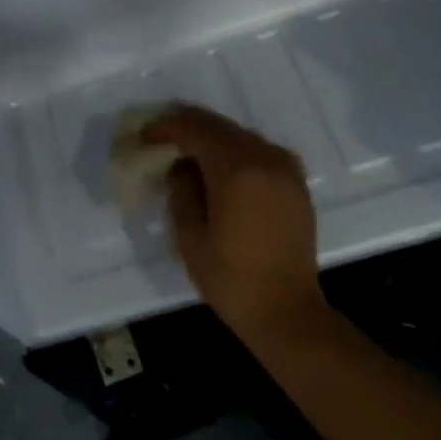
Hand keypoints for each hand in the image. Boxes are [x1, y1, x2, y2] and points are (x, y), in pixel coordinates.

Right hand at [144, 106, 326, 344]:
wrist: (287, 313)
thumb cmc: (231, 279)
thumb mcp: (190, 236)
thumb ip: (181, 190)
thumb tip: (180, 165)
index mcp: (236, 171)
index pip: (195, 130)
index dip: (166, 128)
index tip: (144, 137)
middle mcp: (265, 159)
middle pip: (219, 126)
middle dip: (188, 127)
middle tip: (161, 138)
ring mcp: (285, 169)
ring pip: (240, 135)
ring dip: (212, 138)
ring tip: (187, 152)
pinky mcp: (296, 183)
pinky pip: (260, 151)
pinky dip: (236, 151)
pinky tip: (220, 169)